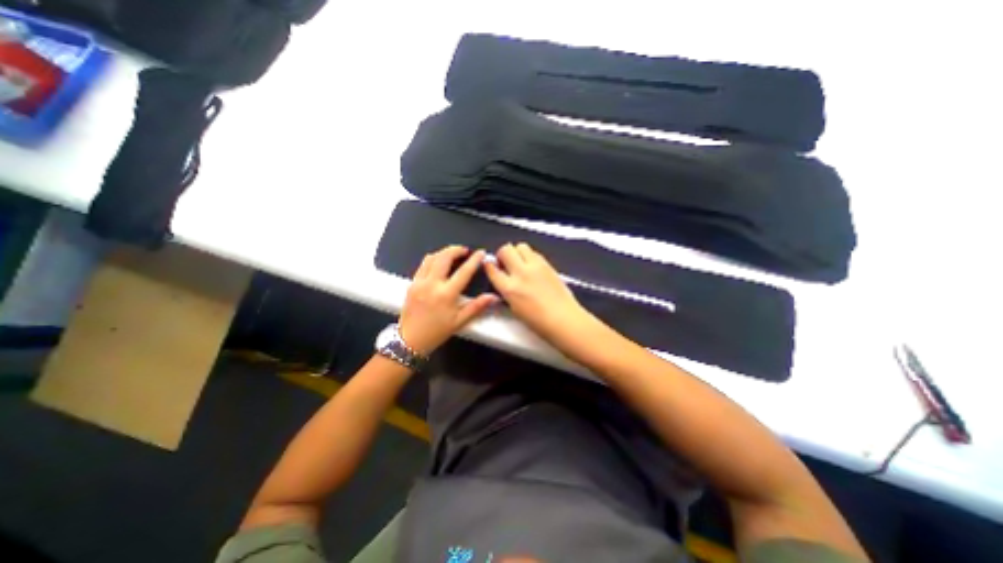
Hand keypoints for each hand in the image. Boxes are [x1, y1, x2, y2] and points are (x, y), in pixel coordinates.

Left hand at [395, 243, 496, 353]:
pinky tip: (438, 263)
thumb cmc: (436, 332)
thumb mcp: (459, 321)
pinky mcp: (412, 283)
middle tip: (465, 250)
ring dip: (443, 252)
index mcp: (446, 294)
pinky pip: (423, 265)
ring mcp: (419, 282)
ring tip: (452, 254)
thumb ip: (477, 307)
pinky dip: (433, 259)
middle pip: (444, 257)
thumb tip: (493, 297)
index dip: (474, 260)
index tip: (480, 253)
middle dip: (456, 249)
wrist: (409, 340)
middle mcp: (432, 284)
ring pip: (431, 258)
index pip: (464, 272)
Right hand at [482, 242, 588, 341]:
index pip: (492, 269)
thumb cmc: (538, 322)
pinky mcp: (548, 265)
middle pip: (506, 250)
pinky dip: (530, 256)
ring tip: (520, 263)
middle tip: (506, 263)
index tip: (490, 266)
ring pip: (521, 246)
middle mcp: (521, 273)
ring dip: (517, 252)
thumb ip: (507, 292)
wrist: (564, 319)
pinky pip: (534, 253)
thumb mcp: (514, 309)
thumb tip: (505, 282)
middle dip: (503, 254)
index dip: (489, 266)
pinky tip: (532, 267)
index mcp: (510, 288)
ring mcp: (536, 267)